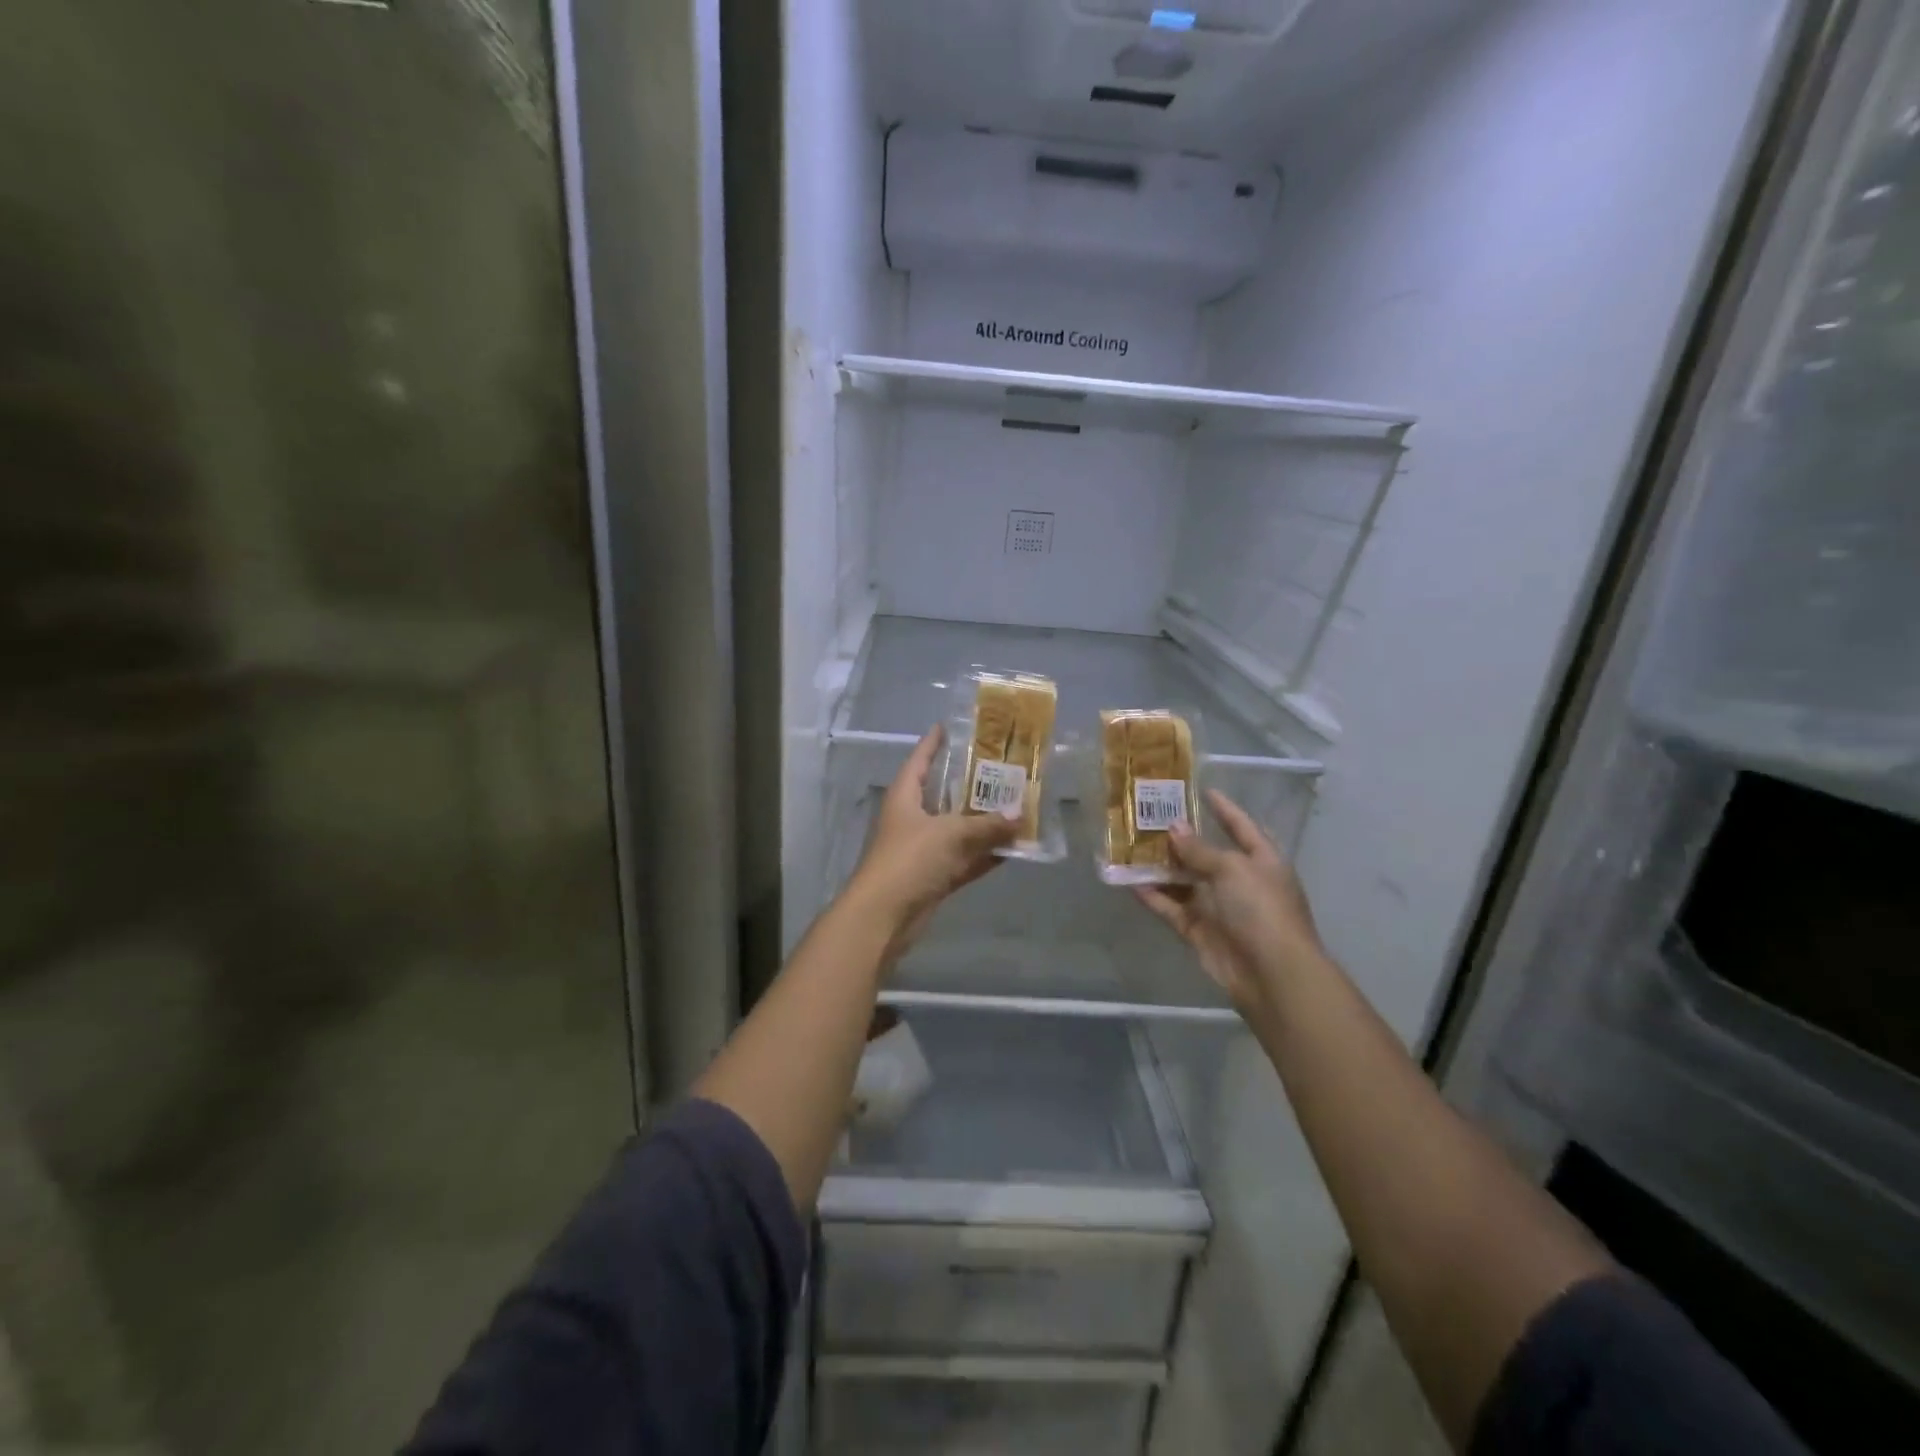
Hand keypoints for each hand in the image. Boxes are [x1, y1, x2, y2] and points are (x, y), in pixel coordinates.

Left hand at [846, 725, 1016, 958]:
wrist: (884, 916)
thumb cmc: (910, 859)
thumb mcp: (951, 834)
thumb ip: (986, 826)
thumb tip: (1019, 816)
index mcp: (905, 797)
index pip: (919, 761)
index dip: (933, 743)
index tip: (949, 726)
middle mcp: (912, 819)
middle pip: (942, 794)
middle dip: (970, 784)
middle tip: (1001, 767)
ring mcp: (922, 850)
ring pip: (958, 830)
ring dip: (983, 823)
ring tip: (1016, 806)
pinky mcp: (933, 877)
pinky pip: (964, 860)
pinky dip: (985, 856)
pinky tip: (1012, 849)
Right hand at [1134, 789, 1326, 1013]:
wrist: (1271, 974)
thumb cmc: (1261, 909)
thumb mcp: (1232, 869)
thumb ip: (1199, 849)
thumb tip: (1174, 828)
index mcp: (1261, 860)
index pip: (1241, 827)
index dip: (1224, 809)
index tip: (1202, 791)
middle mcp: (1240, 881)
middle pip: (1207, 854)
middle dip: (1181, 838)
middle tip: (1149, 817)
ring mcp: (1219, 907)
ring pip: (1185, 881)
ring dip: (1162, 867)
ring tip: (1131, 846)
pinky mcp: (1199, 931)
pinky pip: (1172, 908)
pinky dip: (1153, 896)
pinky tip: (1130, 882)